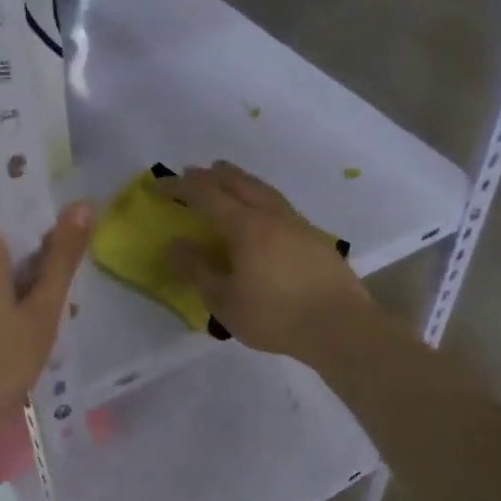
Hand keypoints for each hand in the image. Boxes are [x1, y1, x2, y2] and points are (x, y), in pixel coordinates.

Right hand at [160, 161, 370, 365]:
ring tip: (227, 178)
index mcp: (245, 226)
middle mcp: (271, 215)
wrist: (341, 326)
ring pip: (263, 189)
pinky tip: (262, 213)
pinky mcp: (315, 238)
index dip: (179, 187)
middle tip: (192, 173)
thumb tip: (175, 244)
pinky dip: (260, 197)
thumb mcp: (224, 300)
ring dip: (239, 180)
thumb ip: (197, 270)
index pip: (205, 195)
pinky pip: (279, 205)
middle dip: (211, 175)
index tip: (158, 186)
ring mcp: (298, 224)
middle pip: (238, 182)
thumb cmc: (276, 316)